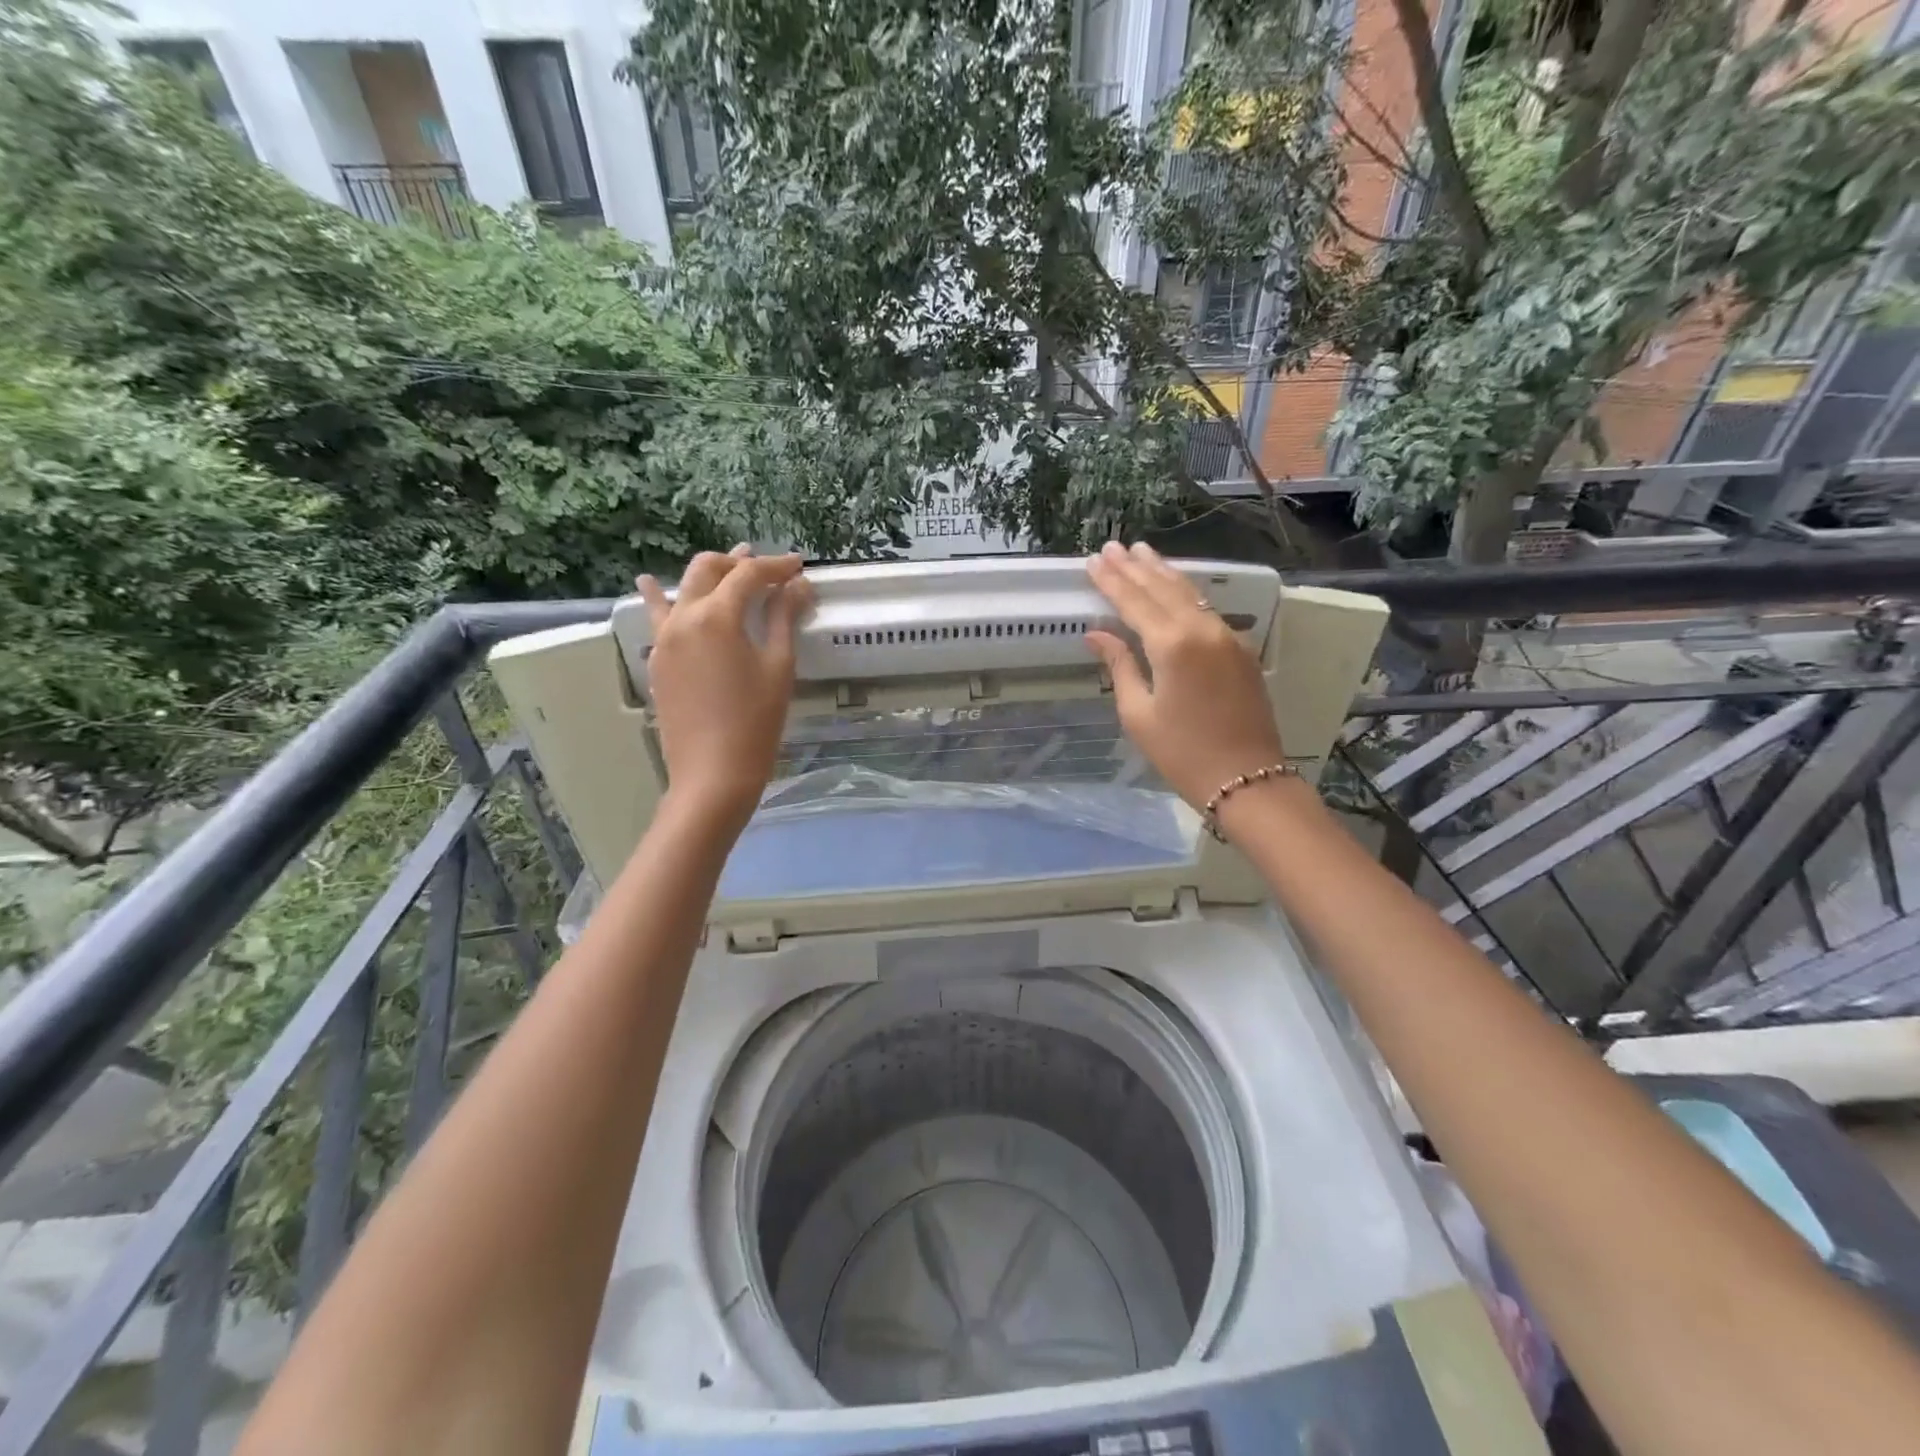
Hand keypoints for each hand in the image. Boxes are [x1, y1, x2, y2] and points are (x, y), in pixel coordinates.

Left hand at [635, 546, 812, 826]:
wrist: (712, 774)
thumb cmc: (755, 722)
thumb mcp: (778, 667)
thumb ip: (784, 619)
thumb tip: (797, 586)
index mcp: (717, 616)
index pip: (748, 575)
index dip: (776, 566)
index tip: (799, 566)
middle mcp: (683, 618)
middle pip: (708, 570)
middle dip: (739, 563)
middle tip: (767, 570)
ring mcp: (664, 639)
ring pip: (681, 589)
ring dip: (707, 575)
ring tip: (725, 567)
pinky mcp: (657, 661)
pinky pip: (660, 618)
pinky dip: (665, 599)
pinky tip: (656, 588)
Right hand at [1085, 541, 1285, 813]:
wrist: (1247, 778)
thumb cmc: (1182, 753)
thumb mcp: (1138, 713)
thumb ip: (1119, 665)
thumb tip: (1097, 634)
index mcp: (1172, 645)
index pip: (1134, 602)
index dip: (1112, 582)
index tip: (1094, 561)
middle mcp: (1202, 629)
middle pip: (1163, 589)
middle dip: (1136, 568)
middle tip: (1114, 546)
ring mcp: (1226, 637)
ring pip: (1190, 594)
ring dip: (1163, 573)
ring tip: (1142, 553)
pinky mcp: (1240, 650)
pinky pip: (1207, 609)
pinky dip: (1185, 593)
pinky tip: (1174, 587)